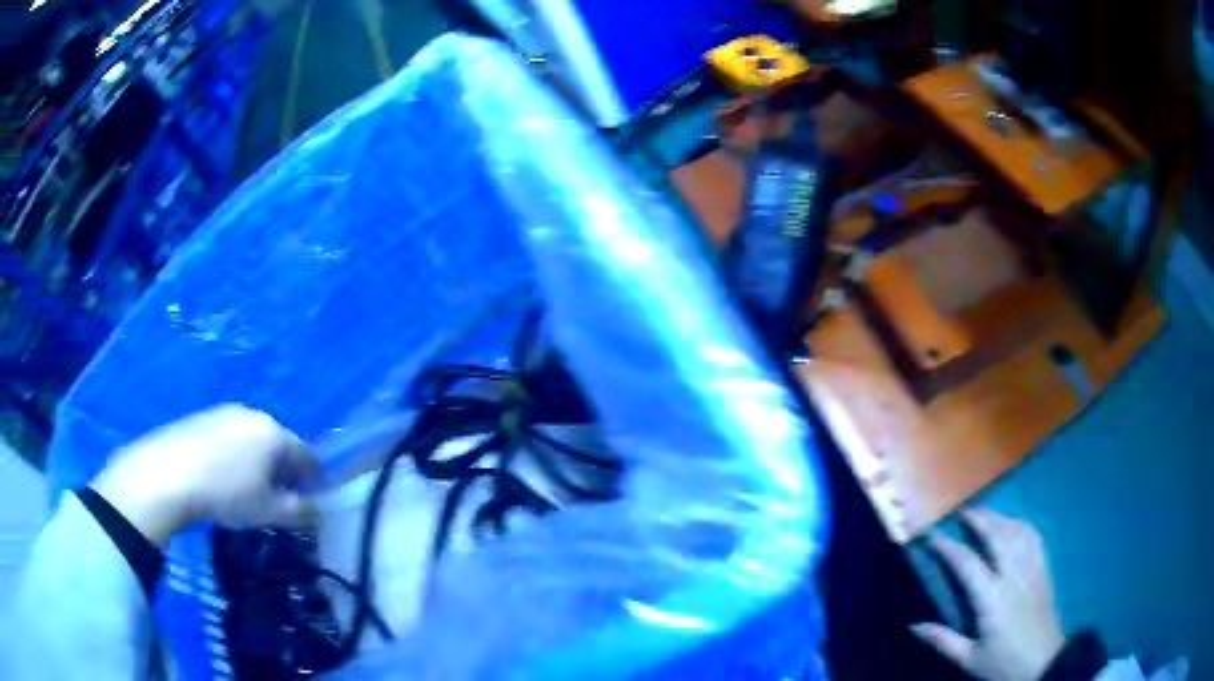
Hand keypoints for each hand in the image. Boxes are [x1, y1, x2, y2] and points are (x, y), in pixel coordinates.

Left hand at [93, 405, 319, 546]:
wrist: (167, 474)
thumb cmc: (225, 493)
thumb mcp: (268, 512)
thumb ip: (300, 512)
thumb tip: (317, 511)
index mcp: (274, 433)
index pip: (307, 456)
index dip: (314, 481)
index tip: (309, 503)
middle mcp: (252, 414)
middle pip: (279, 445)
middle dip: (283, 472)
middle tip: (276, 501)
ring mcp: (224, 412)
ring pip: (252, 441)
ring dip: (257, 465)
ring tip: (245, 492)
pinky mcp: (201, 417)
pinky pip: (229, 438)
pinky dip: (233, 458)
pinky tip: (220, 479)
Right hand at [911, 509, 1065, 680]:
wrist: (1044, 662)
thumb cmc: (1003, 663)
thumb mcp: (969, 659)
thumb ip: (943, 640)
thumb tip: (914, 625)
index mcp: (992, 599)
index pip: (967, 564)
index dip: (949, 547)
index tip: (933, 537)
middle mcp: (1013, 576)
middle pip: (997, 535)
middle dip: (979, 519)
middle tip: (962, 511)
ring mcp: (1032, 569)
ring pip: (1017, 531)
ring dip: (1000, 517)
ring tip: (985, 514)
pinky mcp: (1044, 569)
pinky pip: (1034, 537)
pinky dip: (1021, 524)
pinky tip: (1014, 524)